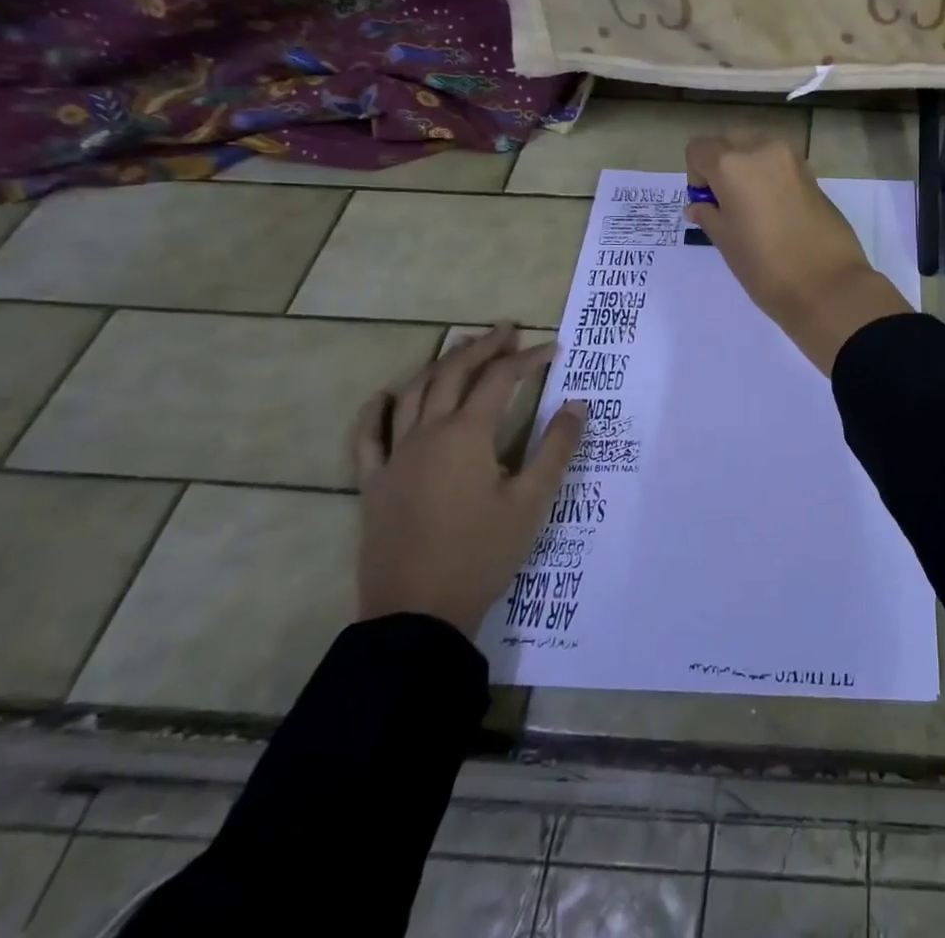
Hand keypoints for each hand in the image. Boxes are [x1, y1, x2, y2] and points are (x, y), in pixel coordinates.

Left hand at [352, 325, 586, 636]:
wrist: (418, 613)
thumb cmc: (482, 553)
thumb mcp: (533, 501)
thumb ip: (556, 448)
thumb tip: (577, 404)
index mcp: (468, 435)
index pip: (501, 380)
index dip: (528, 360)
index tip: (553, 350)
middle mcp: (428, 433)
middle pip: (454, 374)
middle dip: (483, 348)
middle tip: (507, 331)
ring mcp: (396, 457)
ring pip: (413, 394)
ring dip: (440, 365)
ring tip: (460, 348)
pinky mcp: (375, 484)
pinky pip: (368, 438)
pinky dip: (376, 411)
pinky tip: (385, 396)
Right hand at [685, 134, 911, 373]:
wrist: (828, 286)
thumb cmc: (765, 266)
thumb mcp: (726, 241)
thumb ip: (709, 215)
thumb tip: (701, 205)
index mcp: (733, 163)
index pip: (699, 148)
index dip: (696, 175)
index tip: (707, 204)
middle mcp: (763, 150)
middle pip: (731, 141)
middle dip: (722, 165)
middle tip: (727, 204)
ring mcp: (794, 161)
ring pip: (759, 150)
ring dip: (748, 169)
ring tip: (753, 210)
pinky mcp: (814, 177)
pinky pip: (781, 166)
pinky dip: (771, 179)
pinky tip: (777, 214)